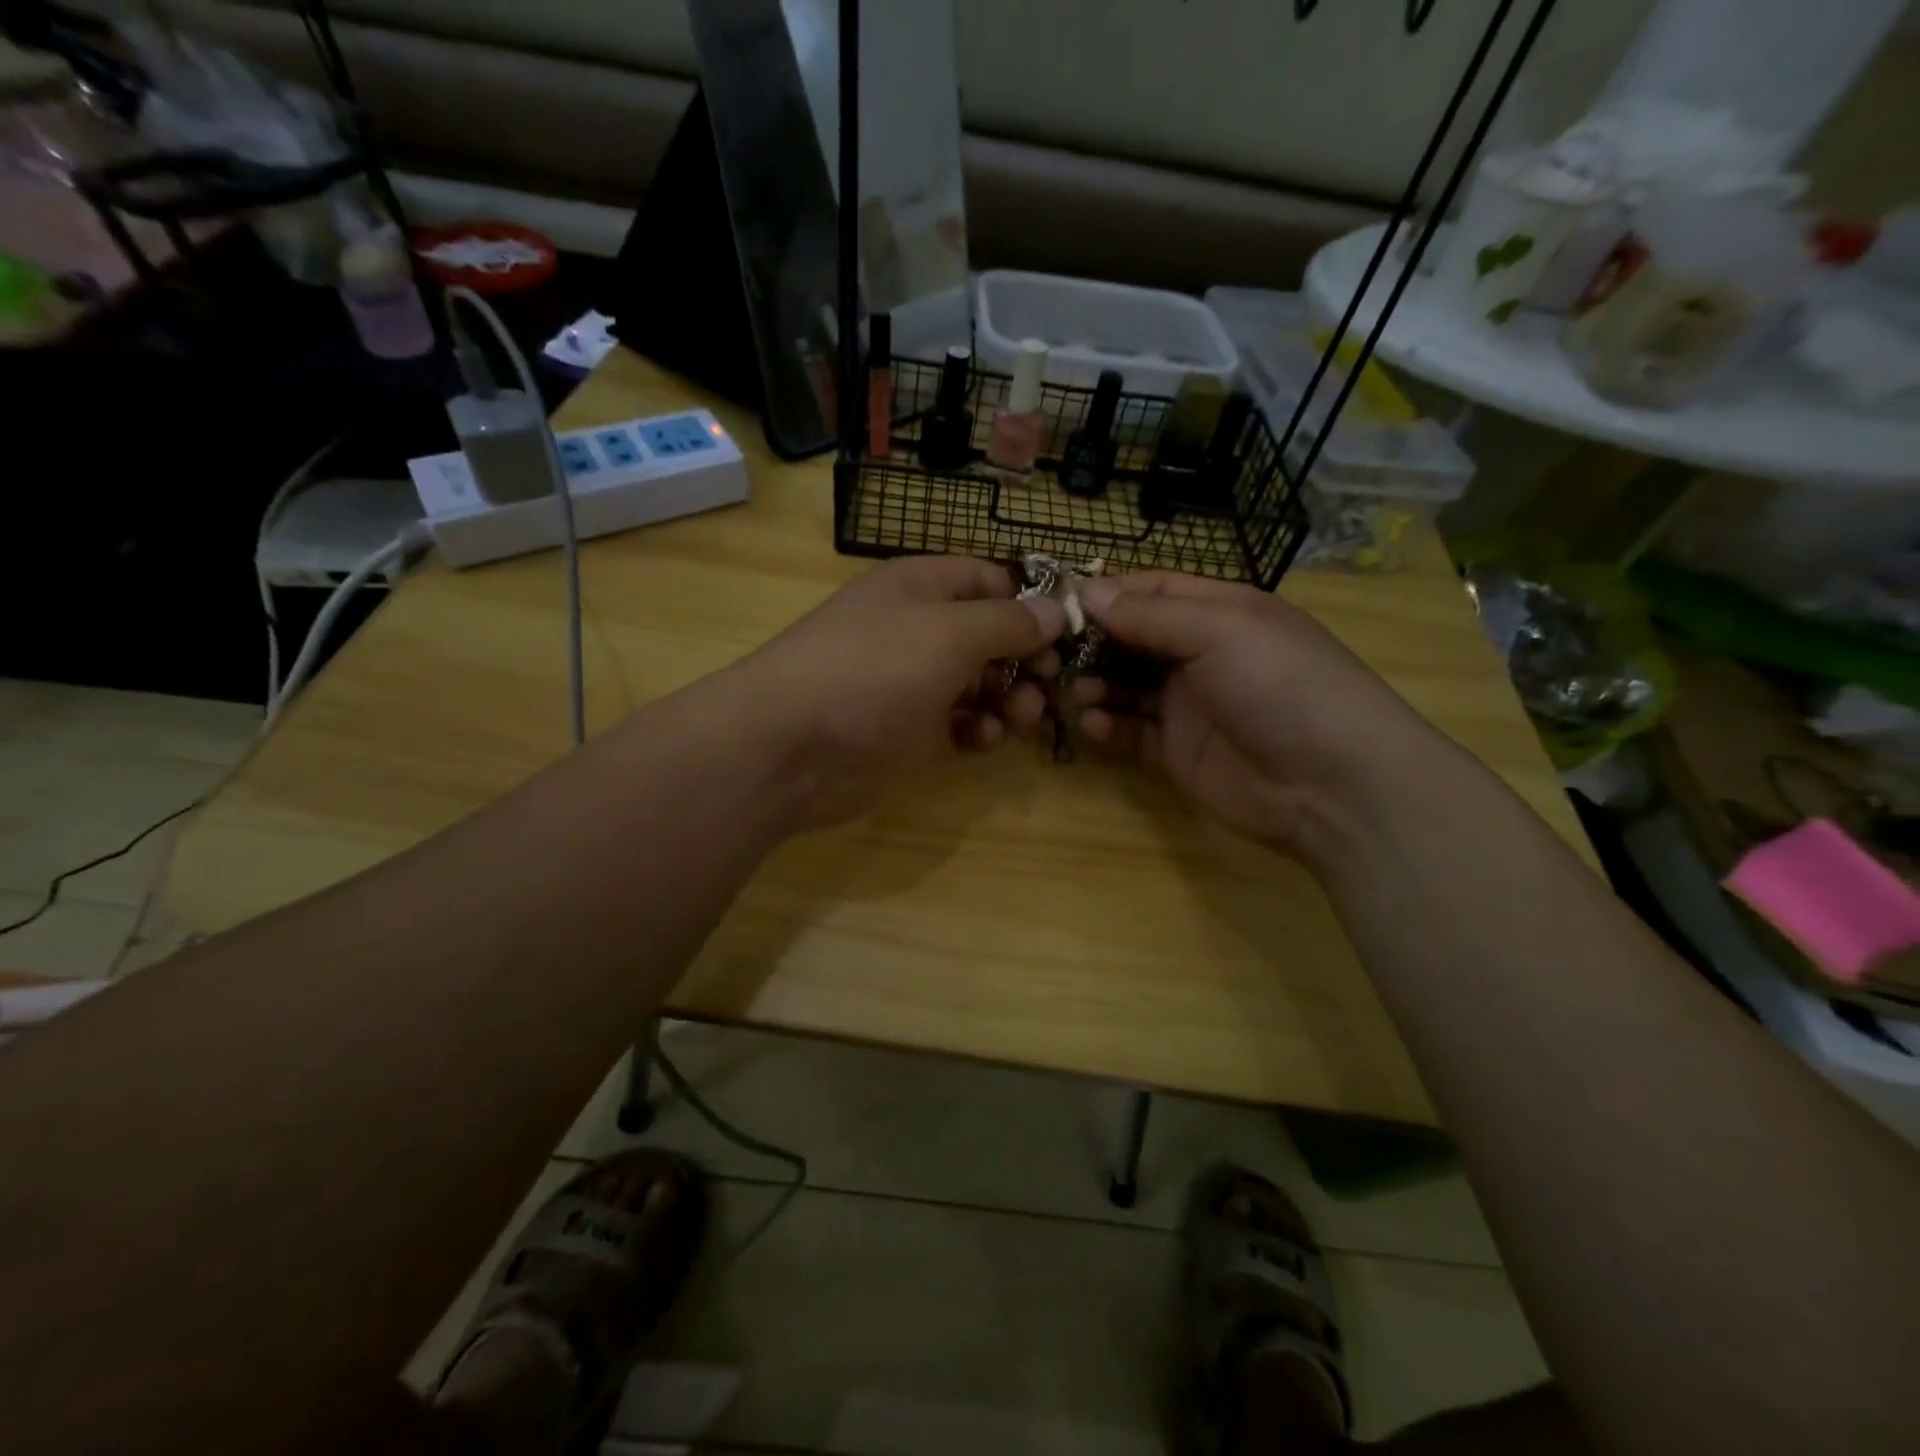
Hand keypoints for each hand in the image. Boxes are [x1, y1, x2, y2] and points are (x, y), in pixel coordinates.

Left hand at [725, 555, 1063, 829]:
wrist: (790, 747)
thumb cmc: (871, 671)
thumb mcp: (948, 634)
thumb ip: (1008, 622)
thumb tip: (1056, 611)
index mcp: (922, 587)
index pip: (991, 580)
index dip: (1032, 603)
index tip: (1069, 634)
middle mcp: (919, 629)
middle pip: (991, 635)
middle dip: (1026, 659)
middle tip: (1048, 686)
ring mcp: (913, 682)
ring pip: (981, 683)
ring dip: (1010, 699)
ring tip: (1021, 718)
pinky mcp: (909, 730)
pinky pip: (961, 723)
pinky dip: (979, 730)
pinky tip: (980, 740)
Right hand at [1071, 572, 1447, 860]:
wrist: (1331, 785)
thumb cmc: (1281, 686)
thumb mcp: (1219, 632)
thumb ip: (1149, 615)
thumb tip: (1086, 590)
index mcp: (1217, 611)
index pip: (1148, 591)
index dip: (1103, 594)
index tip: (1054, 605)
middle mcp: (1199, 652)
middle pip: (1130, 638)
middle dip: (1091, 643)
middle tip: (1050, 655)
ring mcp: (1188, 704)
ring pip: (1124, 685)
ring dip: (1095, 685)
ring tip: (1075, 694)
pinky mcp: (1177, 750)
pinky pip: (1132, 732)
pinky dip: (1109, 727)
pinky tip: (1096, 727)